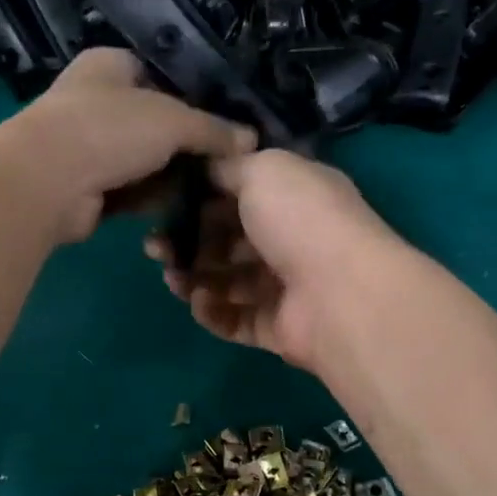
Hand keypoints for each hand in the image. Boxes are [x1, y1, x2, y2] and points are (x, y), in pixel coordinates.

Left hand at [0, 49, 256, 243]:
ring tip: (209, 188)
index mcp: (109, 65)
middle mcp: (95, 99)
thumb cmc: (109, 129)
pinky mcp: (85, 185)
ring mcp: (86, 145)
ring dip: (170, 175)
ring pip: (143, 159)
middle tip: (223, 163)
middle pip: (154, 121)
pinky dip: (151, 197)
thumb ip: (213, 129)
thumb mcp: (173, 120)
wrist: (48, 181)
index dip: (193, 97)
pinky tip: (180, 207)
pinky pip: (130, 189)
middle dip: (185, 144)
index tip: (224, 123)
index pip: (160, 74)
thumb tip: (251, 141)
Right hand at [146, 149, 396, 371]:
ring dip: (194, 277)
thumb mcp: (263, 170)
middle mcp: (292, 240)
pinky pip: (236, 319)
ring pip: (228, 282)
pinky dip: (213, 311)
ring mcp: (286, 287)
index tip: (164, 204)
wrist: (340, 294)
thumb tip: (207, 169)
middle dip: (190, 242)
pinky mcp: (278, 328)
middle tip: (155, 247)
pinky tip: (198, 301)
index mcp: (295, 197)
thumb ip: (229, 166)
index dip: (201, 198)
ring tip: (171, 277)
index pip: (241, 195)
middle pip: (229, 241)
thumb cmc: (300, 219)